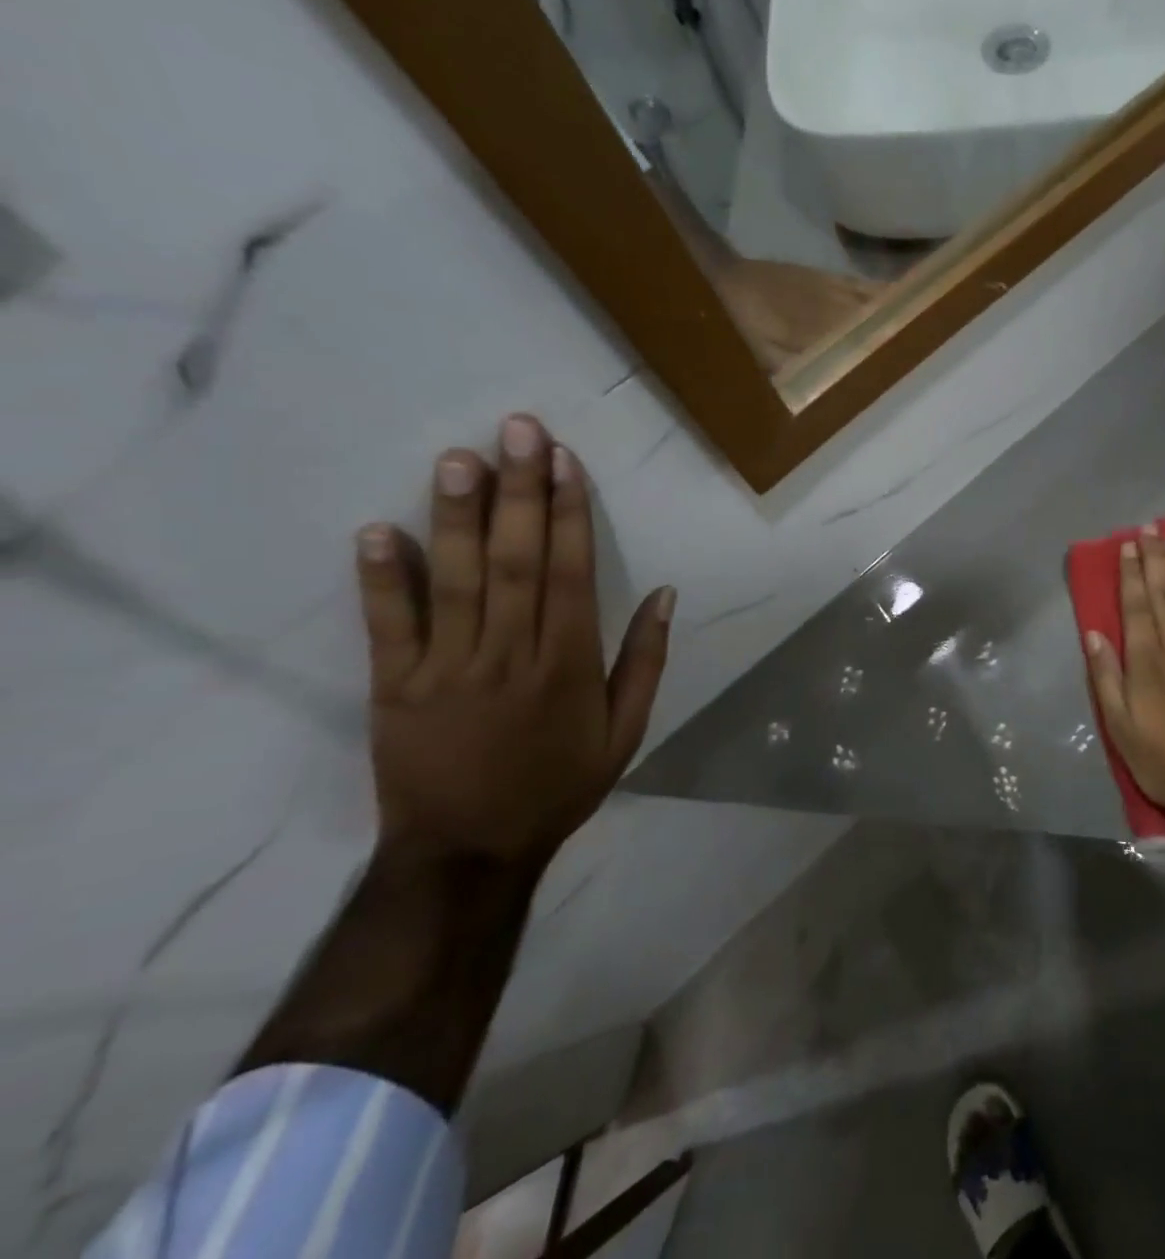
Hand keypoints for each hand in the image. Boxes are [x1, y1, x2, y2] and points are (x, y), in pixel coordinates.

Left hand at [353, 414, 672, 869]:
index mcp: (570, 664)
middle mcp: (511, 655)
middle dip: (520, 491)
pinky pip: (389, 626)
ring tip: (460, 457)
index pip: (571, 572)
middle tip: (519, 430)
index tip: (565, 461)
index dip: (569, 513)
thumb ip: (645, 661)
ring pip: (456, 580)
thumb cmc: (557, 786)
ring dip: (458, 516)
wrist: (469, 852)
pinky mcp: (395, 687)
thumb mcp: (626, 733)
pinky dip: (382, 578)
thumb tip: (666, 594)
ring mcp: (448, 669)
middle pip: (517, 561)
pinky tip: (380, 529)